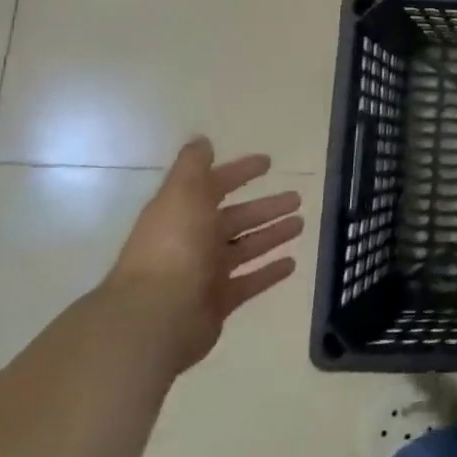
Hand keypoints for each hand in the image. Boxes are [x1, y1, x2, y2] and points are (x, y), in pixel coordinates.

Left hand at [105, 137, 305, 372]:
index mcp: (183, 212)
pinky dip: (269, 272)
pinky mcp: (218, 303)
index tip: (268, 162)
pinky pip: (250, 282)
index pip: (215, 185)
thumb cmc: (173, 247)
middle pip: (235, 219)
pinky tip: (292, 263)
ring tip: (300, 224)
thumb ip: (194, 167)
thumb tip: (201, 140)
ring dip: (271, 235)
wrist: (156, 317)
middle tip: (296, 198)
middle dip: (265, 207)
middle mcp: (193, 241)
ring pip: (246, 248)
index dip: (239, 172)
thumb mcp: (182, 195)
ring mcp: (205, 274)